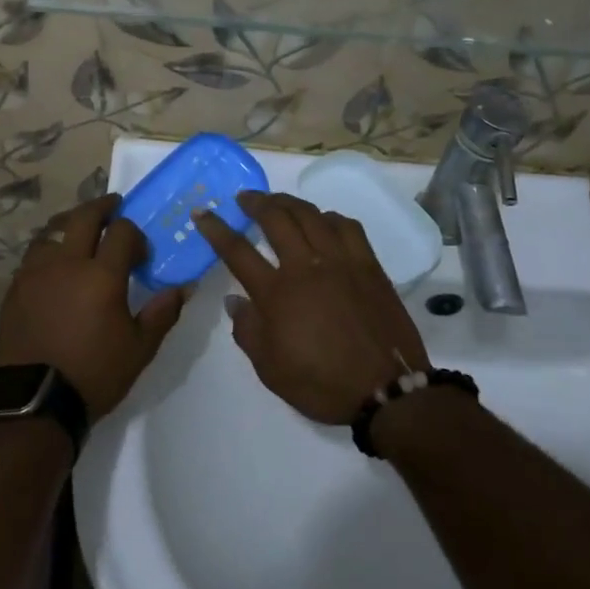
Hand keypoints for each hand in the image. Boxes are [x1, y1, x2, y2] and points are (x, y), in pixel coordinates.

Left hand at [0, 194, 186, 421]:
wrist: (35, 402)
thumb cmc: (94, 373)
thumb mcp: (140, 349)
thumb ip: (162, 312)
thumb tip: (184, 287)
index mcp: (102, 275)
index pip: (122, 231)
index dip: (135, 234)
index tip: (140, 252)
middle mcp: (67, 263)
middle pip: (83, 216)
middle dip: (102, 207)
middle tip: (113, 206)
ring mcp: (37, 272)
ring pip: (53, 230)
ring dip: (70, 223)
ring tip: (80, 229)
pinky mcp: (16, 287)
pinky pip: (34, 254)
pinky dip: (49, 247)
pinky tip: (55, 262)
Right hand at [195, 191, 428, 423]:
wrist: (387, 390)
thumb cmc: (322, 383)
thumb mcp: (270, 369)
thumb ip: (248, 330)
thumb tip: (235, 300)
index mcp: (277, 293)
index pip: (237, 251)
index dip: (216, 229)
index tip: (202, 213)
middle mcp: (306, 266)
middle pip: (275, 219)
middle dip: (255, 202)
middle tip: (244, 198)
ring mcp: (340, 261)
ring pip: (310, 215)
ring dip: (289, 202)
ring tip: (277, 202)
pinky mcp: (368, 264)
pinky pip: (347, 226)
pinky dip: (330, 217)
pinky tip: (324, 221)